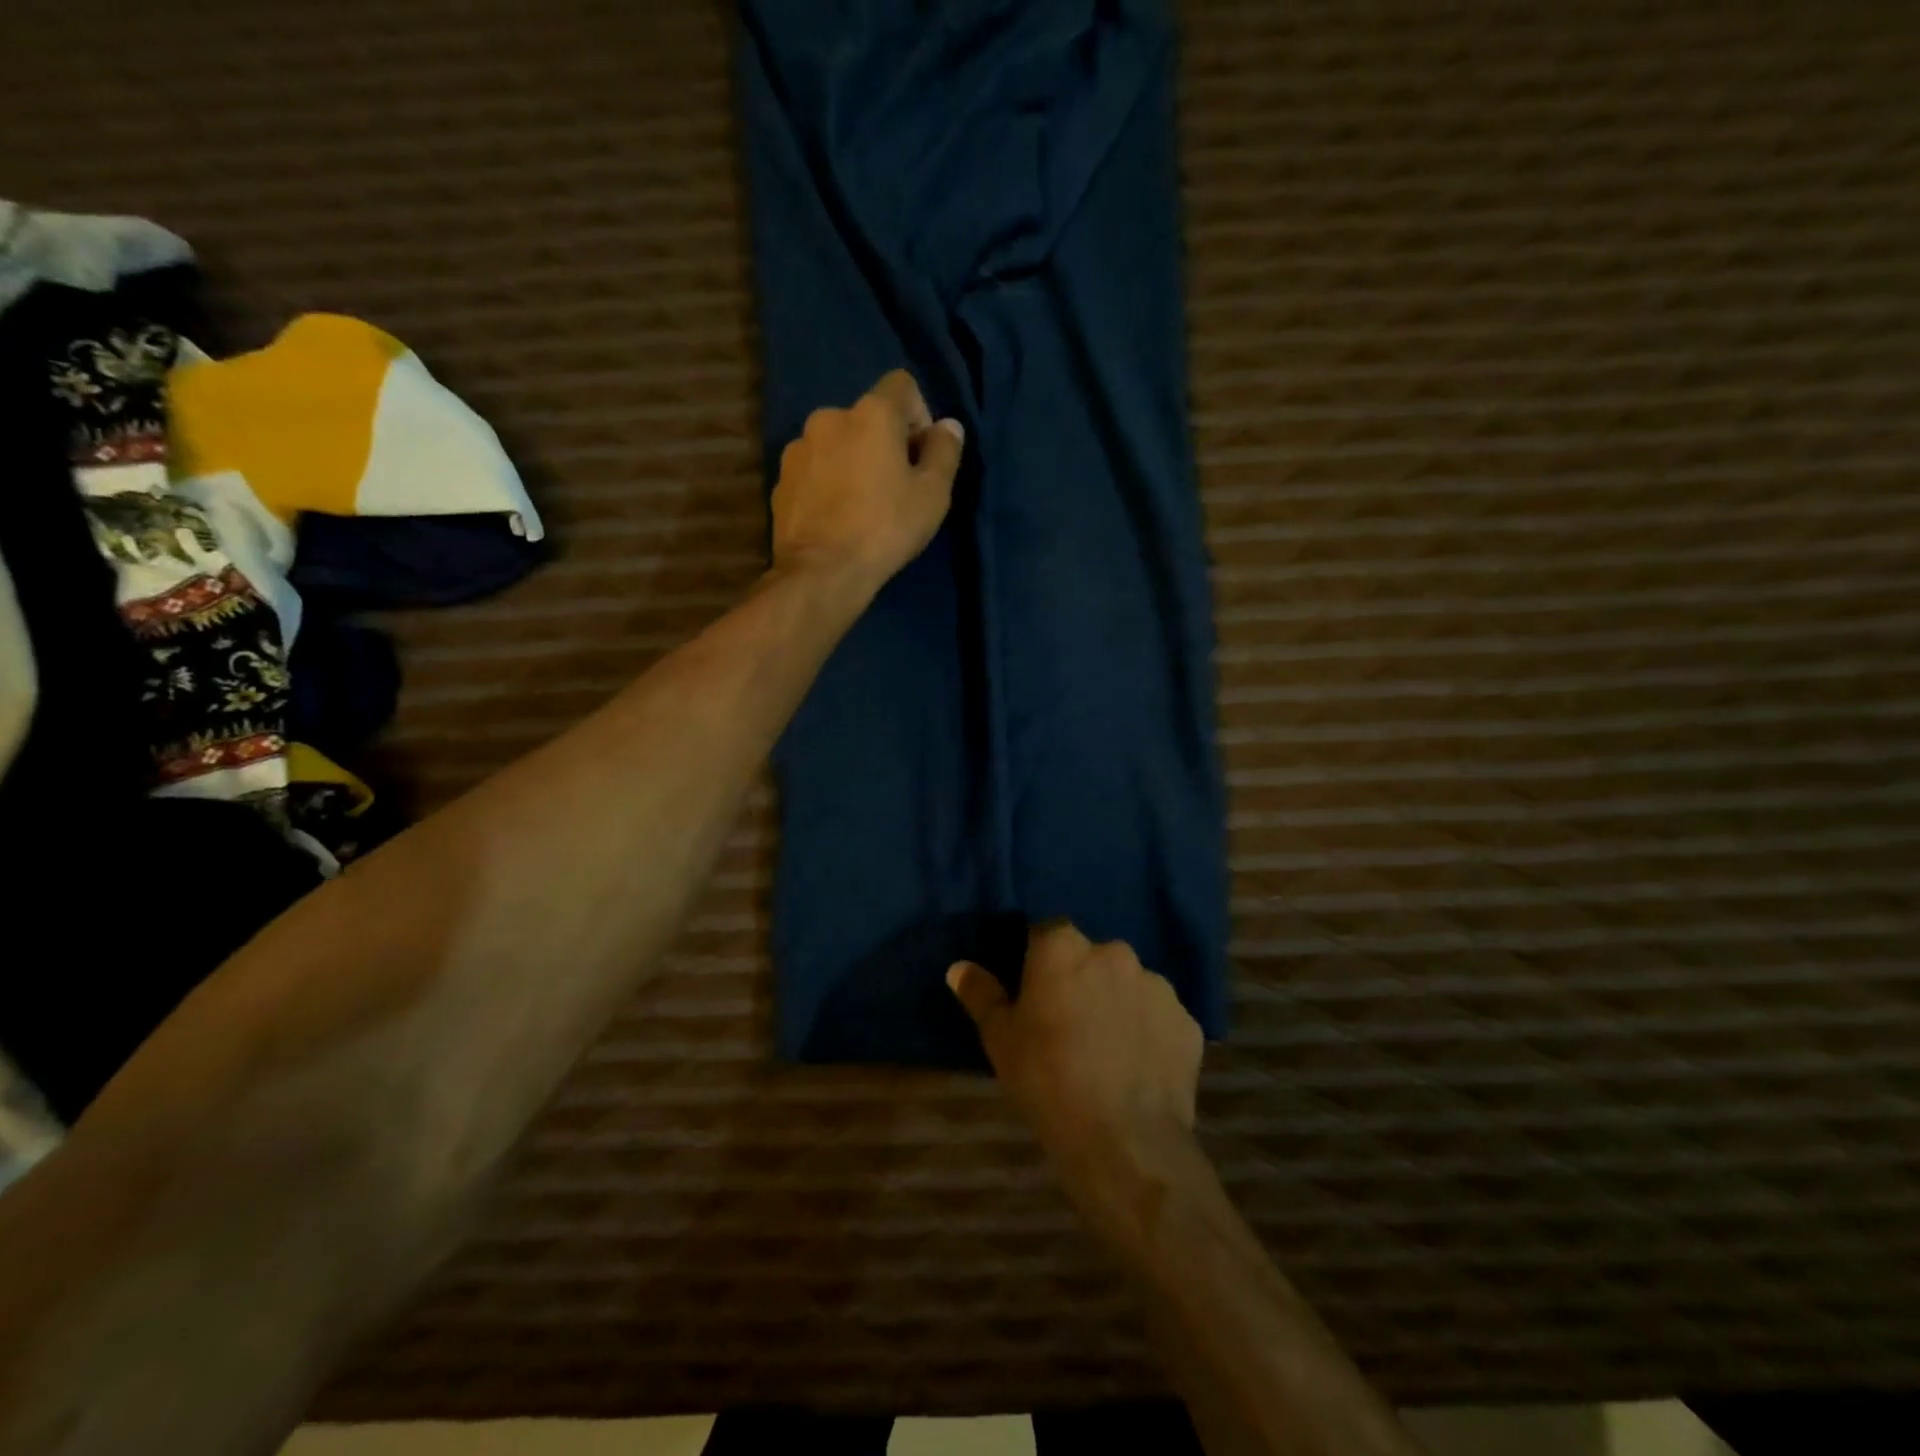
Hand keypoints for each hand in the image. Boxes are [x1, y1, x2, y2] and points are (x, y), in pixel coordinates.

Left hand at [770, 369, 964, 591]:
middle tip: (896, 487)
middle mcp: (829, 417)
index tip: (922, 455)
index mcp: (871, 413)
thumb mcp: (933, 494)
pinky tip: (837, 518)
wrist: (822, 572)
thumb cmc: (886, 528)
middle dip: (884, 443)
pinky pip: (815, 470)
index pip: (902, 385)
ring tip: (862, 506)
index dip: (919, 415)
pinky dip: (828, 483)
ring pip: (838, 444)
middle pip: (867, 417)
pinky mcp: (780, 479)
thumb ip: (945, 452)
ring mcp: (798, 448)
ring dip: (853, 462)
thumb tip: (948, 427)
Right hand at [948, 923, 1204, 1249]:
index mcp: (1064, 948)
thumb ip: (981, 995)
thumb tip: (959, 967)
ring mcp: (1156, 985)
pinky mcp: (1187, 1021)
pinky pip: (1159, 1017)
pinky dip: (1148, 1032)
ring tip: (1106, 1050)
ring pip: (1128, 985)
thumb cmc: (1047, 1081)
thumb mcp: (1000, 1040)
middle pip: (1091, 957)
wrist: (1125, 1142)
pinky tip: (1137, 1068)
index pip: (1047, 932)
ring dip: (1116, 1003)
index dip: (1038, 960)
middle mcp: (1114, 952)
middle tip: (1068, 1024)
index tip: (1034, 992)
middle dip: (1081, 979)